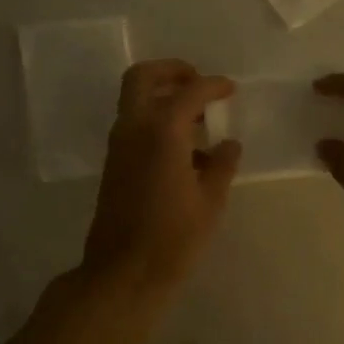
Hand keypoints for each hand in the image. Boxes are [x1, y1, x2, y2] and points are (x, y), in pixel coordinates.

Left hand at [83, 60, 241, 296]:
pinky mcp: (114, 163)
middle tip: (198, 81)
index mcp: (163, 131)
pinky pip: (134, 124)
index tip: (229, 89)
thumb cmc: (174, 238)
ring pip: (134, 100)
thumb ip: (222, 165)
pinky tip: (184, 148)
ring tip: (197, 117)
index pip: (189, 91)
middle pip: (143, 77)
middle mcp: (134, 128)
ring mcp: (119, 145)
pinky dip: (155, 119)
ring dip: (162, 95)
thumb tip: (228, 144)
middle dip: (171, 71)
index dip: (213, 86)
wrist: (124, 273)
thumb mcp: (210, 201)